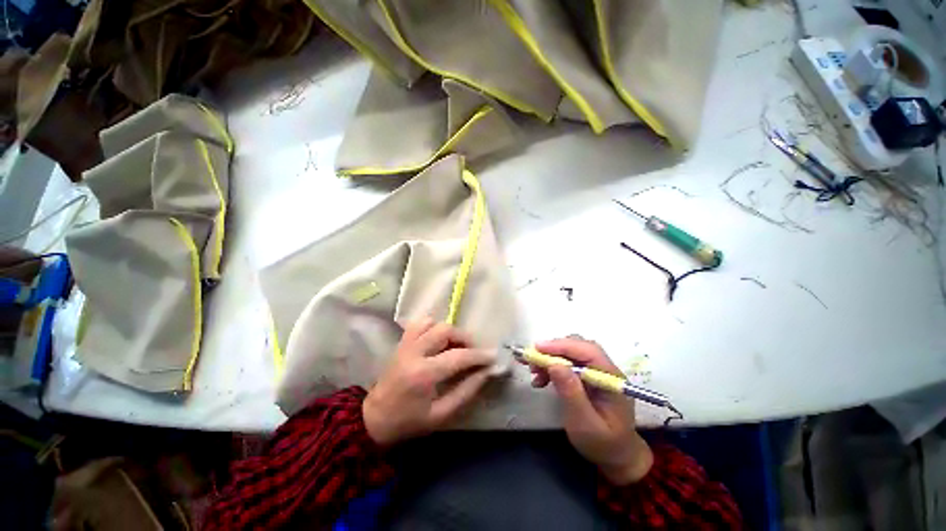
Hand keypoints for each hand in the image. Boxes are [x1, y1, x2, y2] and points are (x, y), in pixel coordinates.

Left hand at [363, 318, 496, 445]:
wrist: (374, 420)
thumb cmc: (409, 422)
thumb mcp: (441, 415)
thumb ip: (466, 391)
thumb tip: (486, 372)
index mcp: (423, 374)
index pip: (458, 356)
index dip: (479, 355)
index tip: (493, 355)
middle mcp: (414, 353)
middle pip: (445, 330)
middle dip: (465, 338)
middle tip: (473, 352)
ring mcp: (406, 344)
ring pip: (433, 322)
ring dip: (449, 331)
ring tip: (455, 346)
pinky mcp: (402, 342)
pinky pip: (419, 323)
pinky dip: (433, 327)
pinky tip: (438, 340)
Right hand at [526, 338, 653, 484]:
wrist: (616, 456)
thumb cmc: (602, 443)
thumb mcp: (585, 423)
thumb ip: (571, 393)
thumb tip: (555, 365)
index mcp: (611, 378)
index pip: (588, 351)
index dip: (562, 346)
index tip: (538, 348)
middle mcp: (604, 369)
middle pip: (577, 347)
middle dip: (553, 350)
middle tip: (532, 360)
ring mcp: (595, 371)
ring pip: (570, 353)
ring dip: (549, 358)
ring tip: (533, 372)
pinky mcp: (586, 375)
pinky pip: (566, 363)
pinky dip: (551, 367)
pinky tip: (540, 379)